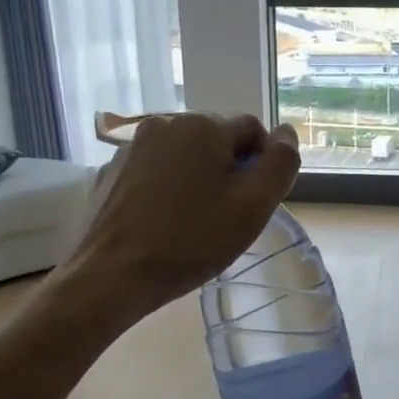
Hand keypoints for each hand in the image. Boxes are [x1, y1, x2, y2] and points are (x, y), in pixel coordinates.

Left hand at [72, 113, 300, 312]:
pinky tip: (163, 223)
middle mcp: (165, 123)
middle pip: (216, 140)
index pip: (253, 130)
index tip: (252, 203)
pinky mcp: (112, 171)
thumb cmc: (192, 240)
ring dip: (198, 179)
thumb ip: (281, 162)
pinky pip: (155, 171)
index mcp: (202, 125)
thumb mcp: (254, 205)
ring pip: (184, 156)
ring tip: (193, 222)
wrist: (113, 275)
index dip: (262, 166)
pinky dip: (167, 189)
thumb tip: (286, 133)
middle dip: (228, 171)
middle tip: (226, 216)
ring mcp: (132, 147)